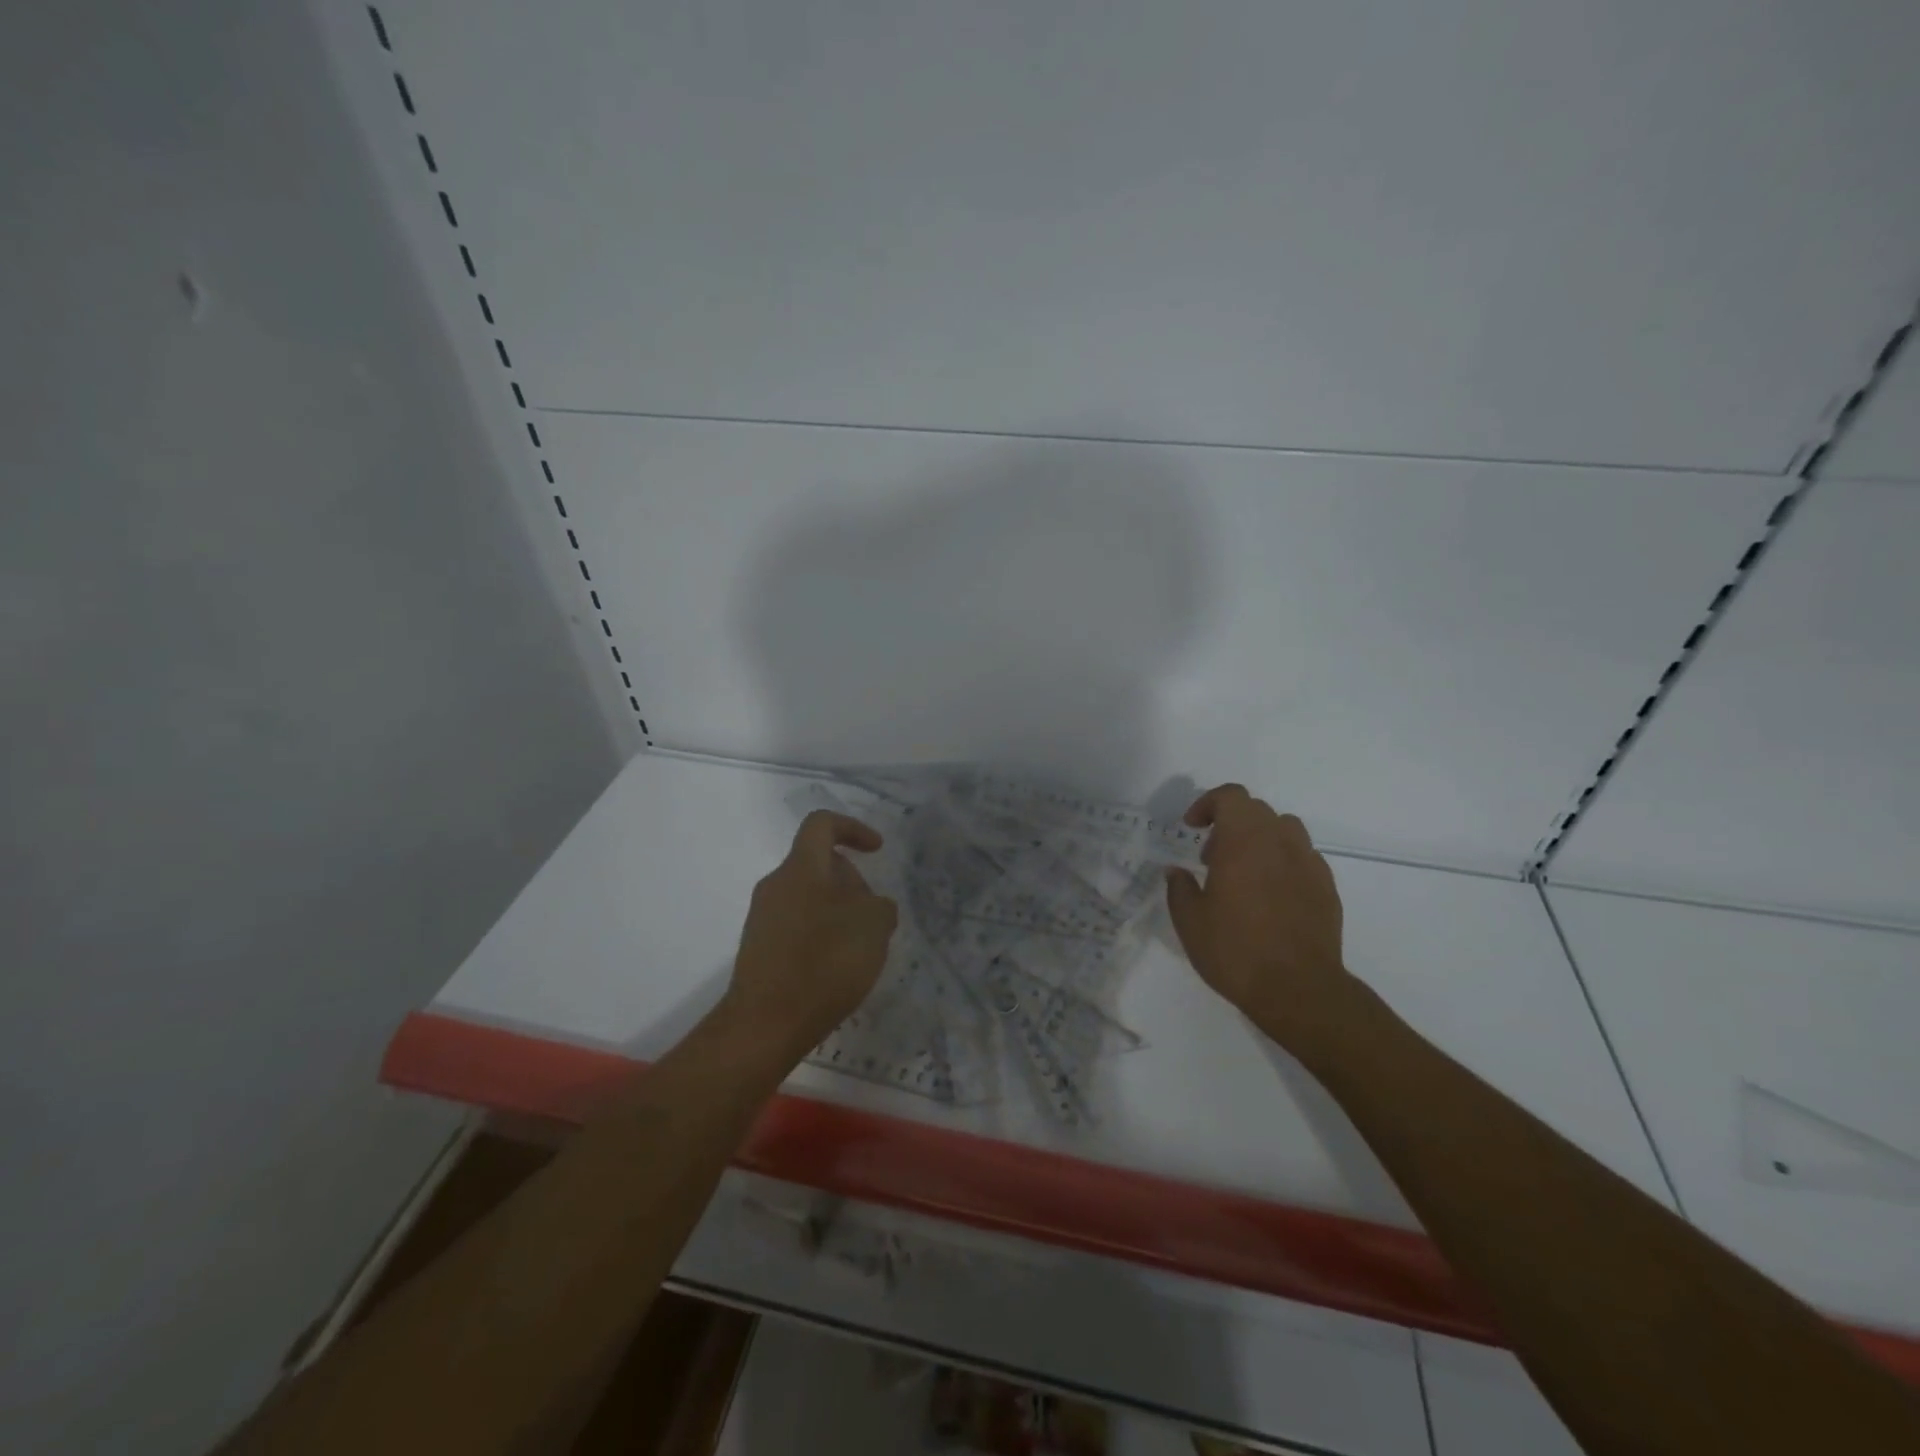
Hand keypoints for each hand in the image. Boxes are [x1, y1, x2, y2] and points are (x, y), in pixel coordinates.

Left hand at [722, 810, 898, 1058]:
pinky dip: (821, 935)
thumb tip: (870, 907)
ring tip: (861, 947)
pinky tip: (837, 968)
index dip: (853, 828)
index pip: (822, 824)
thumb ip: (879, 905)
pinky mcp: (759, 949)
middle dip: (851, 881)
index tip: (876, 850)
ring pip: (809, 897)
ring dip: (838, 911)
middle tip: (875, 916)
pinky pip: (797, 926)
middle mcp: (776, 884)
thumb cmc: (825, 961)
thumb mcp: (874, 925)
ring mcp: (762, 918)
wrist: (766, 1024)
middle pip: (818, 864)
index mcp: (801, 867)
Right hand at [1165, 785, 1360, 1051]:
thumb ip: (1179, 888)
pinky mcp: (1327, 888)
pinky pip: (1302, 858)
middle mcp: (1280, 843)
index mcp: (1244, 841)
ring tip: (1244, 873)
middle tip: (1211, 858)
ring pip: (1285, 829)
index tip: (1193, 827)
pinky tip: (1271, 896)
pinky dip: (1283, 863)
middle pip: (1256, 810)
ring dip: (1260, 839)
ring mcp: (1308, 864)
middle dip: (1230, 824)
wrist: (1299, 990)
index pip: (1231, 797)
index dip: (1208, 803)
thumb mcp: (1190, 921)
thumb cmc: (1235, 950)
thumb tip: (1176, 872)